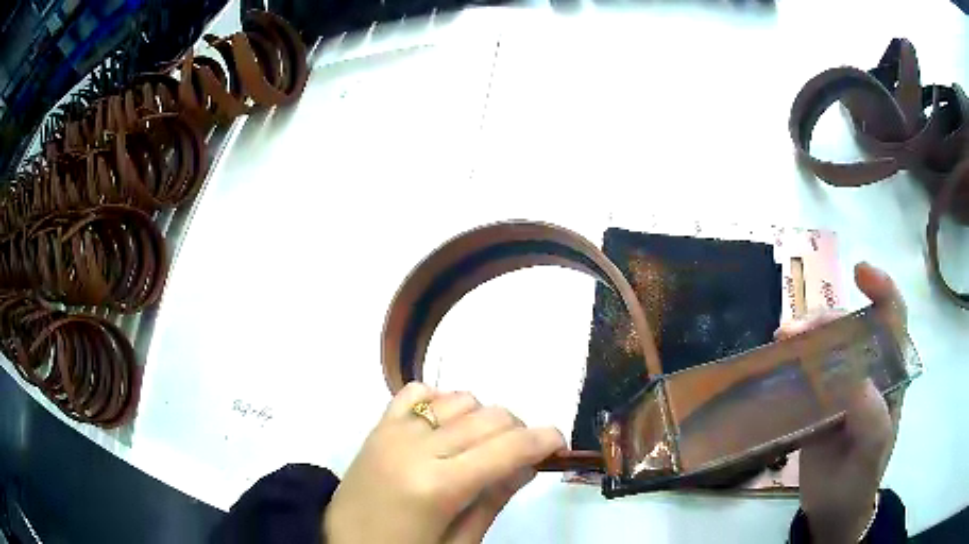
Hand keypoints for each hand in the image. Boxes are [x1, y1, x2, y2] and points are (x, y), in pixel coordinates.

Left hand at [324, 383, 564, 543]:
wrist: (341, 542)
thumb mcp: (459, 541)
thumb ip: (495, 499)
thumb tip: (529, 464)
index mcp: (438, 487)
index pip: (507, 448)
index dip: (543, 439)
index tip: (558, 443)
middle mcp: (416, 448)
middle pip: (489, 417)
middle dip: (518, 430)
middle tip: (519, 456)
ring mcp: (394, 431)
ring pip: (460, 398)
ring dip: (482, 417)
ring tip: (480, 445)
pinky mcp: (378, 425)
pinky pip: (418, 391)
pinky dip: (442, 401)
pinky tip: (444, 428)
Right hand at [775, 262, 905, 543]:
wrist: (832, 512)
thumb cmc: (858, 484)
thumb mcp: (870, 459)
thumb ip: (873, 424)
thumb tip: (860, 382)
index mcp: (888, 379)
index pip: (893, 320)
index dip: (881, 289)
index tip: (859, 272)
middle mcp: (866, 373)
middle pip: (852, 327)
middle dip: (827, 318)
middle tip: (796, 331)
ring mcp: (840, 387)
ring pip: (826, 344)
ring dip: (805, 335)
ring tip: (781, 339)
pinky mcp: (817, 402)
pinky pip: (805, 370)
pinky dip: (791, 359)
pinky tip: (776, 359)